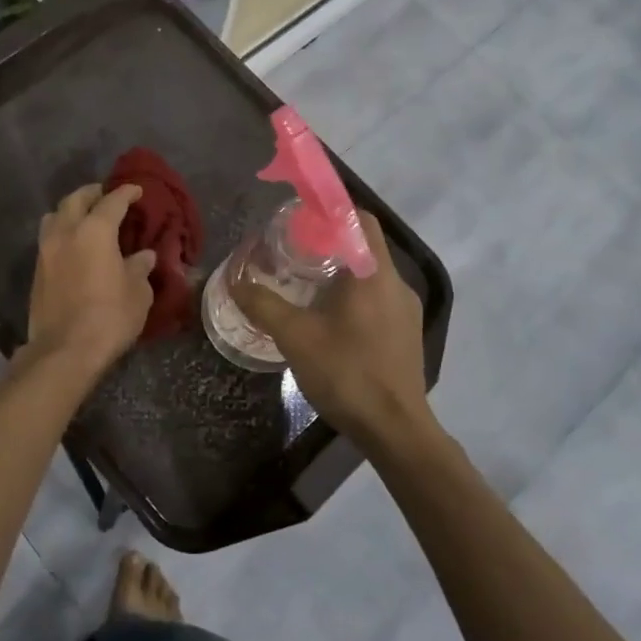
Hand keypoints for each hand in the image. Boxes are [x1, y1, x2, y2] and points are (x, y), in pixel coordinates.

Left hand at [25, 183, 156, 377]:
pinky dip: (62, 233)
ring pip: (55, 216)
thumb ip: (140, 268)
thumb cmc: (109, 317)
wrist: (65, 350)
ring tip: (85, 218)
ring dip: (70, 211)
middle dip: (93, 193)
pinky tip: (75, 246)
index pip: (112, 201)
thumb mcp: (137, 292)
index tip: (136, 190)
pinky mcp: (37, 271)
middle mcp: (66, 232)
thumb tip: (144, 256)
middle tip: (107, 196)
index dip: (126, 192)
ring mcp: (46, 251)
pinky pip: (49, 238)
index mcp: (95, 231)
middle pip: (75, 199)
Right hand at [232, 216, 439, 454]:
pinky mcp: (406, 333)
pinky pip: (378, 298)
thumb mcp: (295, 337)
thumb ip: (263, 304)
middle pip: (364, 245)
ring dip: (340, 271)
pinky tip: (328, 318)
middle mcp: (396, 283)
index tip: (300, 218)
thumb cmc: (347, 373)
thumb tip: (235, 281)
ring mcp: (406, 310)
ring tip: (305, 284)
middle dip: (329, 242)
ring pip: (370, 274)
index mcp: (374, 273)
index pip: (360, 218)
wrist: (395, 429)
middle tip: (293, 251)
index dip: (331, 210)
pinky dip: (353, 295)